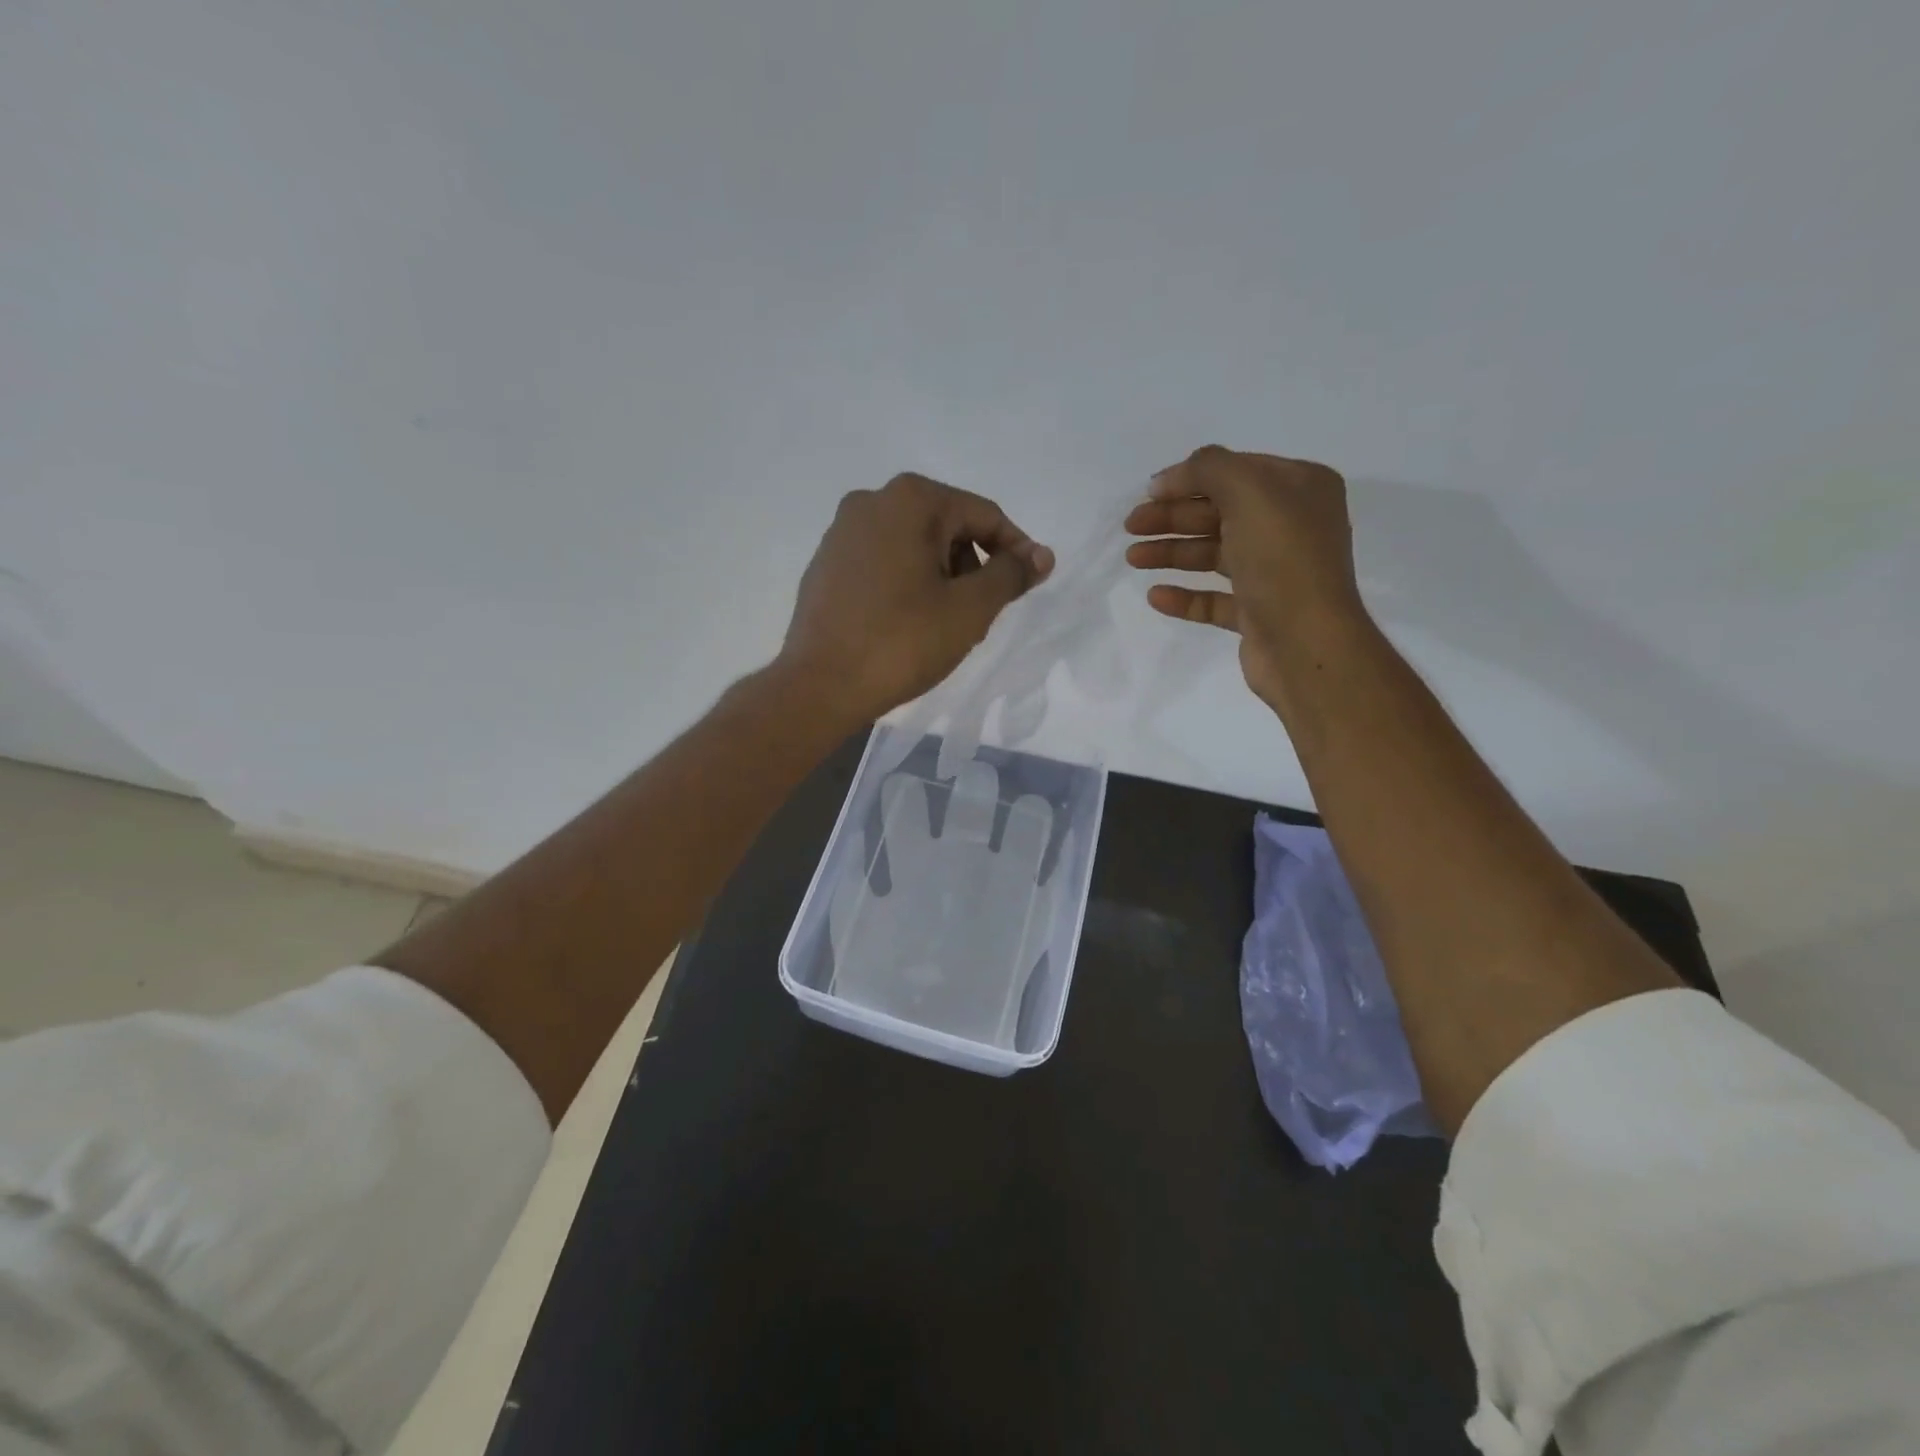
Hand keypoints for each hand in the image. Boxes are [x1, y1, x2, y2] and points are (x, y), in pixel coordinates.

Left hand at [779, 473, 1054, 725]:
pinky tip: (908, 624)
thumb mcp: (969, 609)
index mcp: (910, 500)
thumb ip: (1010, 575)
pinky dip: (908, 584)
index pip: (983, 515)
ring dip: (942, 578)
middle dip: (973, 566)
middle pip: (947, 527)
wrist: (820, 686)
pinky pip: (884, 563)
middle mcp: (871, 501)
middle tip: (982, 615)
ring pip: (915, 546)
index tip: (1031, 584)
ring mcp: (842, 532)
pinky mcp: (826, 564)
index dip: (1015, 550)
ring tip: (945, 625)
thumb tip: (1041, 555)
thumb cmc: (901, 642)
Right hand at [1124, 445, 1366, 709]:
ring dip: (1172, 552)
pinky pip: (1214, 599)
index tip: (1147, 493)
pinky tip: (1155, 596)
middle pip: (1219, 513)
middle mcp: (1291, 526)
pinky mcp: (1258, 613)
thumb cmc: (1283, 559)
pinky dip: (1184, 595)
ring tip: (1133, 559)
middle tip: (1131, 527)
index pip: (1235, 471)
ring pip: (1213, 554)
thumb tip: (1171, 477)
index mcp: (1300, 489)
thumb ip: (1209, 469)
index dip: (1189, 479)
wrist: (1307, 643)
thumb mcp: (1250, 492)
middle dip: (1172, 517)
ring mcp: (1274, 572)